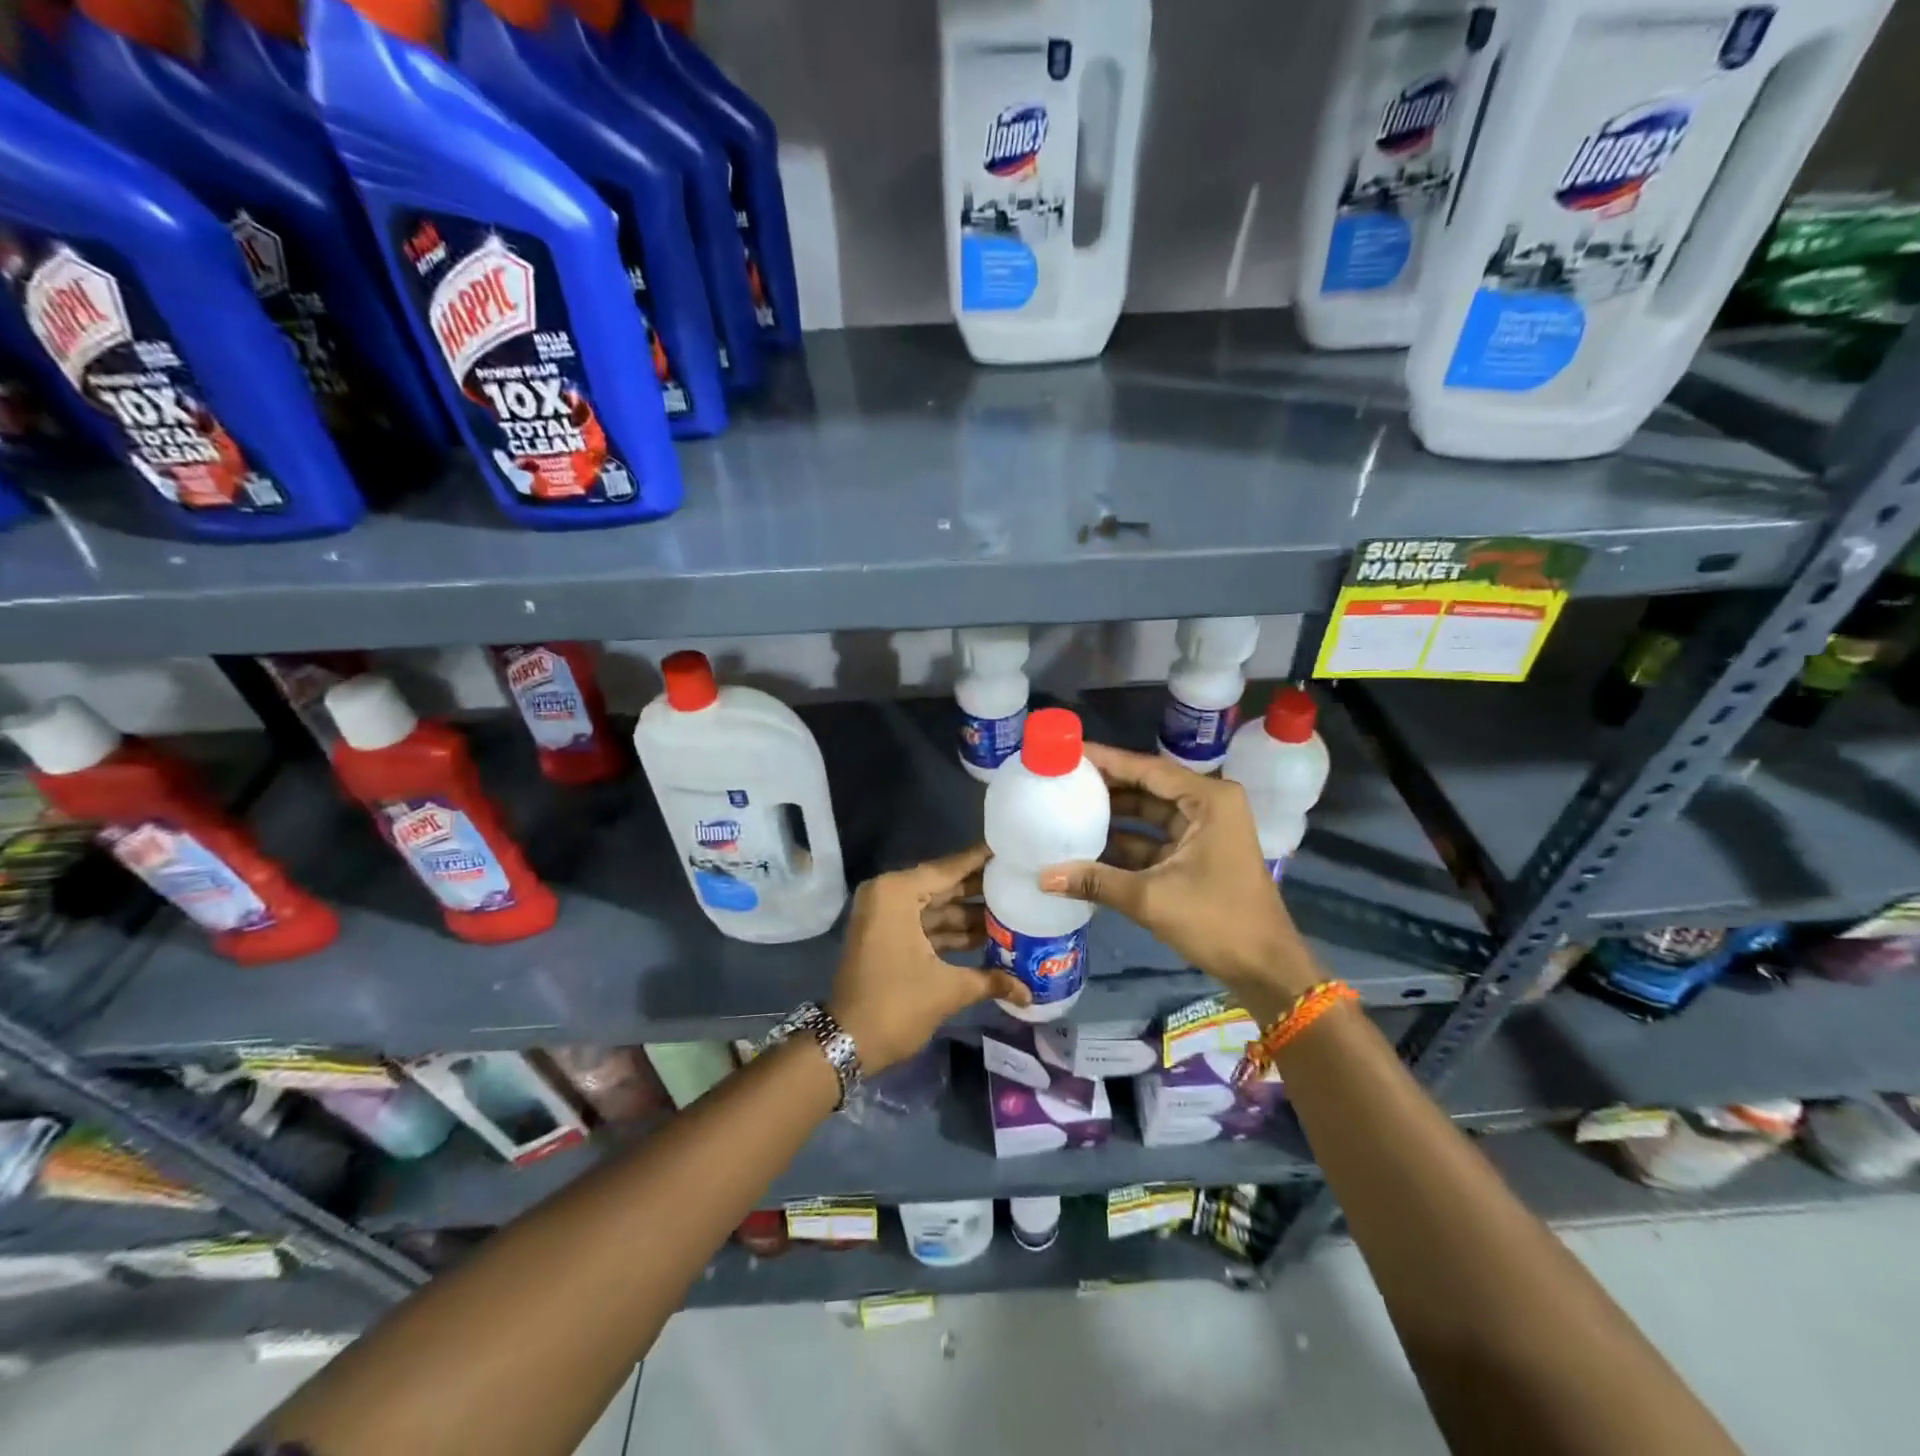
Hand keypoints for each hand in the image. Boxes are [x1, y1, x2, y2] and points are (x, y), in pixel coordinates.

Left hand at [828, 844, 1030, 1072]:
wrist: (847, 1042)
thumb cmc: (896, 1005)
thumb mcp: (947, 989)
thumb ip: (990, 980)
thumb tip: (1029, 992)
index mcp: (897, 893)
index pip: (947, 869)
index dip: (980, 860)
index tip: (1011, 849)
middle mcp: (888, 895)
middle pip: (943, 886)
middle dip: (980, 890)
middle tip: (1020, 883)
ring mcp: (885, 916)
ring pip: (936, 907)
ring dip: (969, 914)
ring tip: (1013, 912)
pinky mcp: (886, 936)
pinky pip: (925, 924)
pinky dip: (952, 931)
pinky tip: (988, 937)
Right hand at [1038, 743, 1316, 1003]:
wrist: (1265, 969)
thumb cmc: (1217, 921)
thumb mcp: (1151, 899)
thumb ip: (1096, 881)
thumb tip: (1043, 877)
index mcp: (1209, 800)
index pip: (1148, 769)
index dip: (1107, 761)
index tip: (1069, 753)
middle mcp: (1209, 806)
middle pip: (1148, 787)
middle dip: (1107, 786)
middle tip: (1062, 779)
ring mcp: (1205, 831)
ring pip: (1150, 813)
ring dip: (1114, 816)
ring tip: (1067, 808)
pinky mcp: (1198, 855)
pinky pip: (1155, 838)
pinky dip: (1126, 842)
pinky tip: (1089, 845)